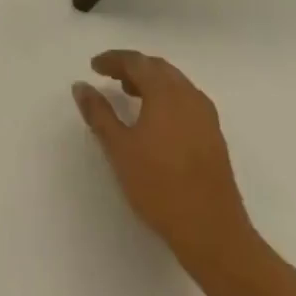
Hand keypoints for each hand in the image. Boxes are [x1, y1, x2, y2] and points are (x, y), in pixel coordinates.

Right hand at [72, 50, 254, 272]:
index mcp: (165, 93)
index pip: (136, 62)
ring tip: (131, 96)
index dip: (113, 60)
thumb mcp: (119, 149)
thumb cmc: (160, 187)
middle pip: (158, 68)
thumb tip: (81, 86)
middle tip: (111, 77)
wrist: (214, 234)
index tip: (94, 67)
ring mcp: (206, 117)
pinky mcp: (215, 138)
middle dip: (133, 67)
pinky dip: (167, 98)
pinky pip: (187, 102)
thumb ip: (98, 113)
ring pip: (175, 84)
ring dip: (151, 82)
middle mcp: (189, 96)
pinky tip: (157, 121)